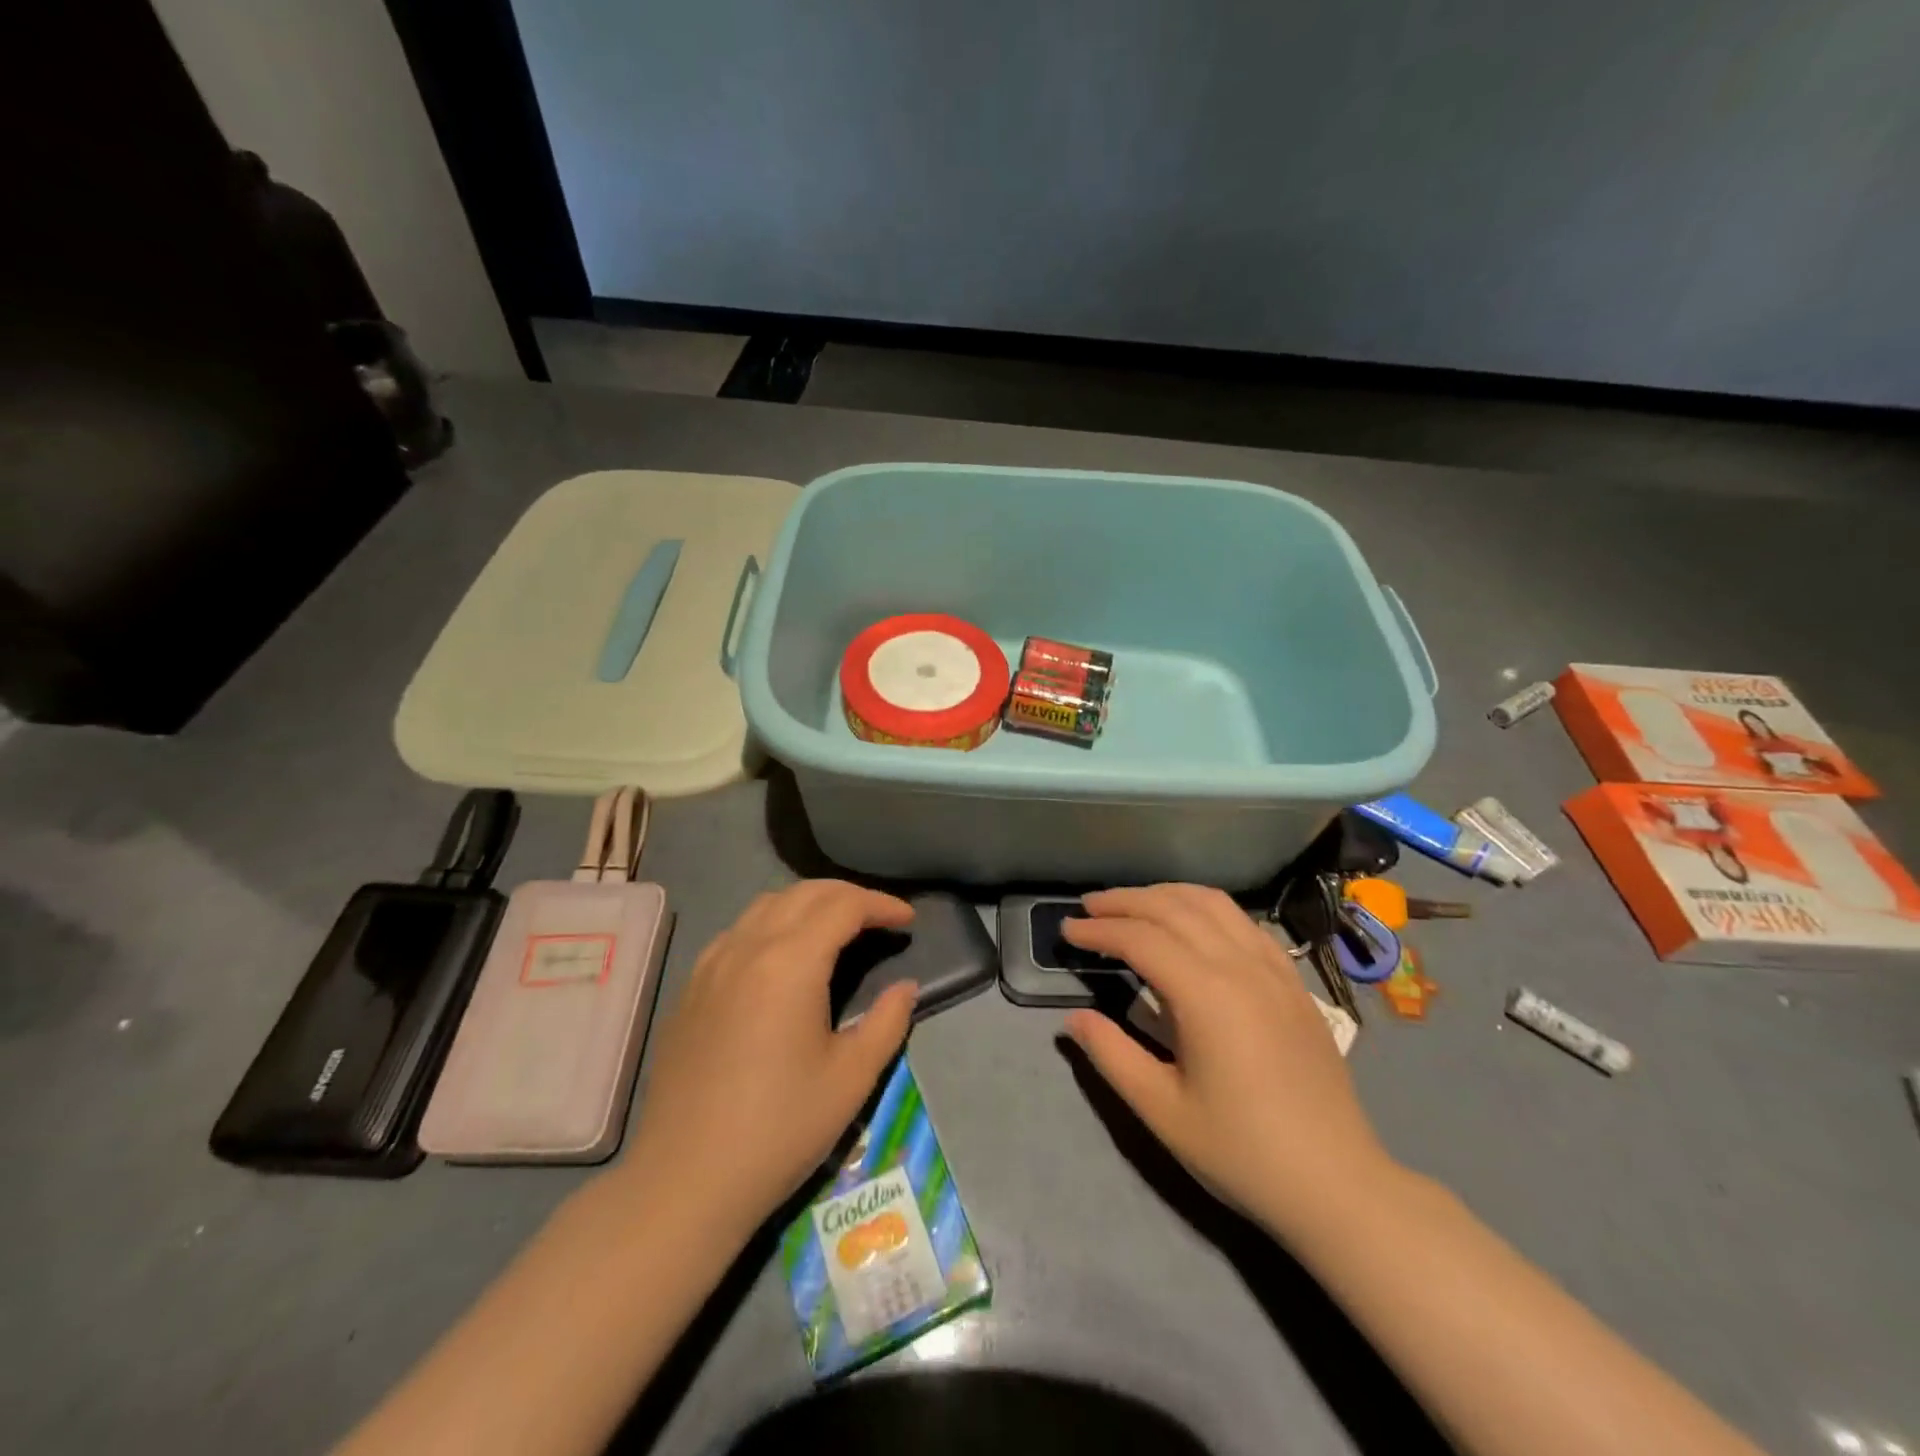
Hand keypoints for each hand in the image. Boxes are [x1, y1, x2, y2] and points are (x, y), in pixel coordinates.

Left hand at [616, 881, 917, 1239]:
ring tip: (836, 929)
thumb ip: (887, 1022)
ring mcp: (712, 964)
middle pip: (805, 893)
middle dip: (849, 896)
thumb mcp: (851, 1078)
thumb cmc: (779, 1129)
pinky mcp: (691, 987)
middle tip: (879, 919)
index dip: (882, 904)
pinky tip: (782, 958)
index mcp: (790, 962)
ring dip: (809, 904)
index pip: (844, 906)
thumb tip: (905, 987)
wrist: (686, 1180)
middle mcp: (747, 947)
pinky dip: (772, 924)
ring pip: (767, 905)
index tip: (909, 919)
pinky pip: (738, 931)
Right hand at [1062, 884, 1393, 1230]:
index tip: (1067, 930)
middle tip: (1089, 907)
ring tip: (1133, 903)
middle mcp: (1240, 965)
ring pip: (1213, 904)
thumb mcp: (1162, 1110)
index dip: (1099, 929)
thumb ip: (1112, 1055)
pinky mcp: (1293, 982)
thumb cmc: (1242, 1151)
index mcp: (1206, 994)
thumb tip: (1075, 1019)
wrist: (1337, 1184)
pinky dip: (1207, 908)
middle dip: (1125, 901)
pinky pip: (1244, 923)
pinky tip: (1193, 924)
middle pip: (1173, 908)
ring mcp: (1273, 969)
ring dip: (1166, 895)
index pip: (1141, 938)